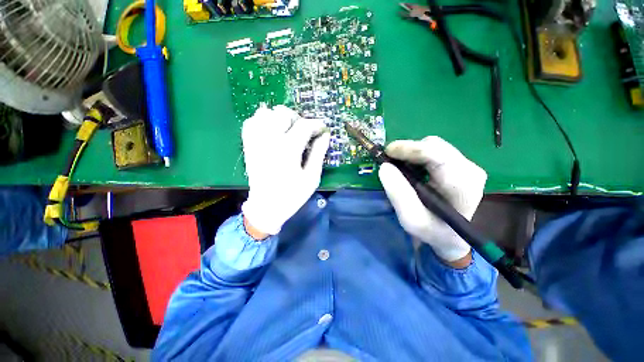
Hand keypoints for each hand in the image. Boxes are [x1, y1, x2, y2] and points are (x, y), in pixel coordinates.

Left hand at [241, 105, 329, 236]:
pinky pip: (251, 122)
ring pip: (265, 113)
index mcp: (288, 149)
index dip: (316, 124)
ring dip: (279, 118)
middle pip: (283, 114)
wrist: (266, 207)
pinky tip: (271, 130)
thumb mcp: (311, 177)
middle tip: (305, 132)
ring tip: (287, 130)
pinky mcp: (248, 146)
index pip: (304, 125)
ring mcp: (256, 141)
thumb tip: (325, 136)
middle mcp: (270, 140)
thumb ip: (319, 154)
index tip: (323, 128)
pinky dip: (262, 121)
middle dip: (298, 119)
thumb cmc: (292, 195)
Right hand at [378, 136, 486, 265]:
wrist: (452, 236)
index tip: (387, 152)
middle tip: (389, 161)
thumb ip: (398, 194)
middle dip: (408, 150)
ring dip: (412, 153)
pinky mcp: (461, 164)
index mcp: (462, 185)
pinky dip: (417, 156)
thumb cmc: (432, 230)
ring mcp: (467, 165)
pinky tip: (411, 168)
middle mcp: (470, 169)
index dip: (409, 148)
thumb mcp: (411, 219)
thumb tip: (384, 166)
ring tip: (399, 167)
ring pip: (434, 145)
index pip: (436, 154)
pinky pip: (435, 151)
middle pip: (434, 146)